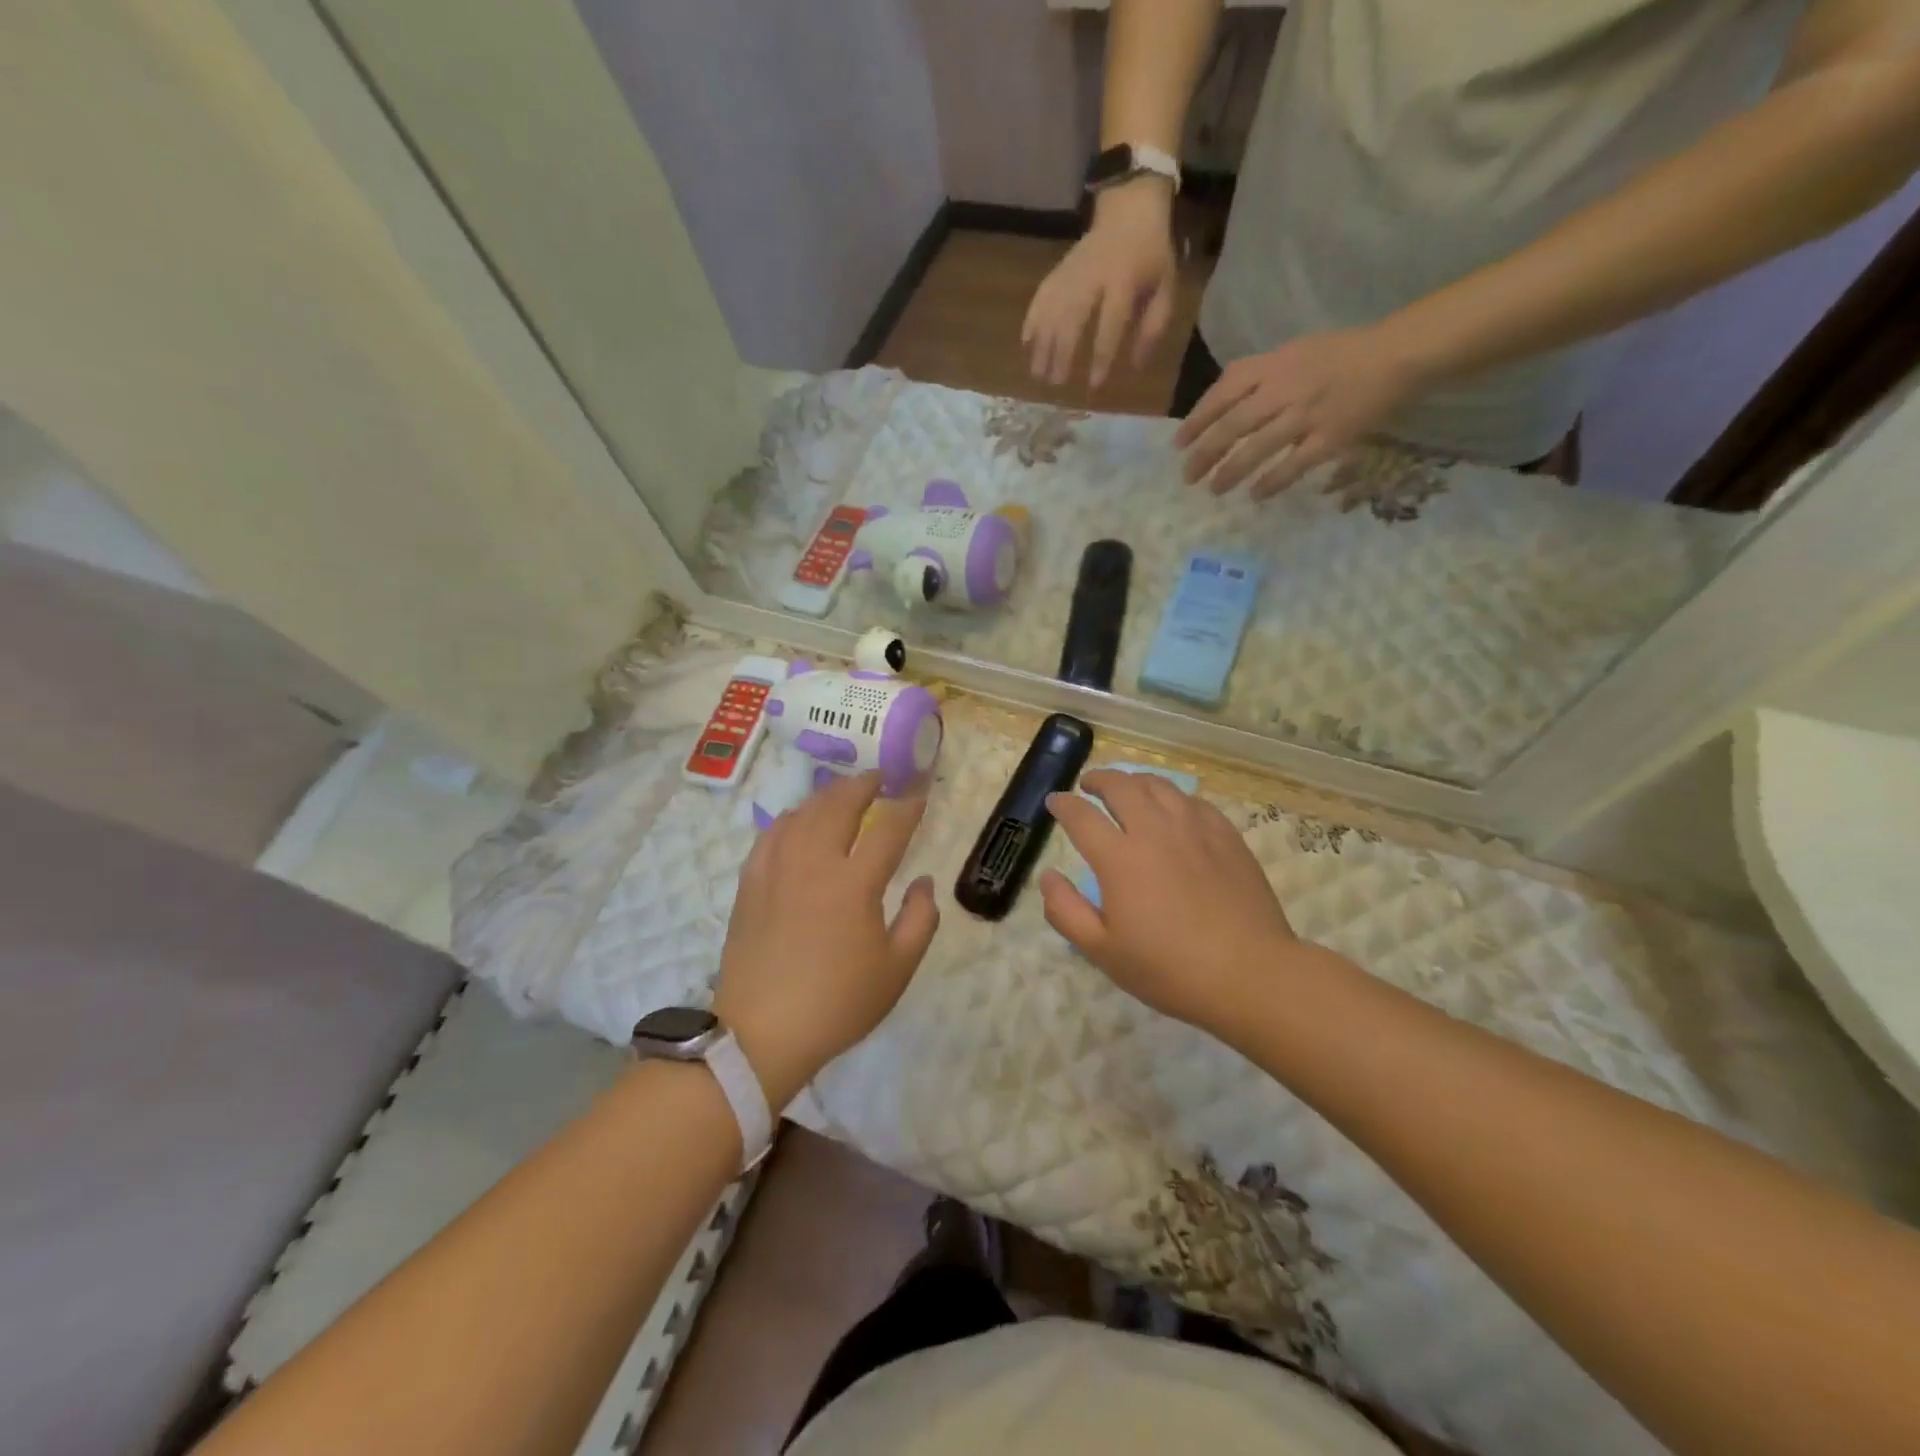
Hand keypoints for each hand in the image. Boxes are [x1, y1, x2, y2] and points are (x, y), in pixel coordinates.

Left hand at [713, 773, 938, 1108]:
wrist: (761, 1033)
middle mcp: (814, 864)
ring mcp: (777, 870)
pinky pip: (770, 835)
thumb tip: (925, 881)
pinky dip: (789, 818)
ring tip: (841, 792)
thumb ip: (920, 919)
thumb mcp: (896, 970)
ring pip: (801, 814)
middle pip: (838, 806)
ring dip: (826, 796)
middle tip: (877, 777)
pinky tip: (796, 820)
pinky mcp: (750, 884)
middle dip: (862, 785)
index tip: (919, 793)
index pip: (888, 830)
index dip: (907, 808)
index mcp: (855, 884)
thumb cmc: (838, 1003)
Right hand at [1022, 183, 1178, 389]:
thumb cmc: (1151, 257)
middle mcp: (1093, 277)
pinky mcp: (1059, 270)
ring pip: (1052, 310)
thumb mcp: (1165, 289)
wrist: (1130, 209)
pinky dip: (1031, 319)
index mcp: (1124, 282)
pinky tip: (1024, 343)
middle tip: (1056, 384)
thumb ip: (1153, 327)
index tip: (1094, 385)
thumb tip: (1137, 366)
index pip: (1110, 324)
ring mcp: (1072, 272)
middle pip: (1073, 319)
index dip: (1101, 356)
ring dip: (1042, 344)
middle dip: (1062, 353)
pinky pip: (1041, 296)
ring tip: (1037, 373)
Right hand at [1040, 770, 1313, 1036]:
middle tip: (1089, 785)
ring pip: (1159, 786)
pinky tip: (1174, 809)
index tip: (1054, 802)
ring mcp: (1195, 829)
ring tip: (1128, 787)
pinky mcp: (1227, 836)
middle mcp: (1154, 831)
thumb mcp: (1103, 952)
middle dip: (1099, 779)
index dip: (1063, 805)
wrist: (1250, 973)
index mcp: (1119, 858)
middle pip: (1121, 786)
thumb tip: (1048, 877)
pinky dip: (1173, 798)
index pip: (1081, 816)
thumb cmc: (1169, 968)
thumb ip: (1066, 911)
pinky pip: (1194, 802)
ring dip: (1135, 780)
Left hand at [1175, 325, 1421, 498]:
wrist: (1397, 353)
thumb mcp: (1291, 352)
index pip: (1222, 393)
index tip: (1179, 444)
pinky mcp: (1330, 438)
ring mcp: (1306, 414)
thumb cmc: (1340, 354)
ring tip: (1215, 489)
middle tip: (1187, 476)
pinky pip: (1293, 465)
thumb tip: (1220, 405)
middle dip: (1205, 454)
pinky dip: (1271, 482)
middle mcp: (1284, 389)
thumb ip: (1257, 375)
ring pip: (1257, 448)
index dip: (1197, 421)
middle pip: (1233, 426)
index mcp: (1273, 365)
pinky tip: (1255, 495)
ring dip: (1231, 472)